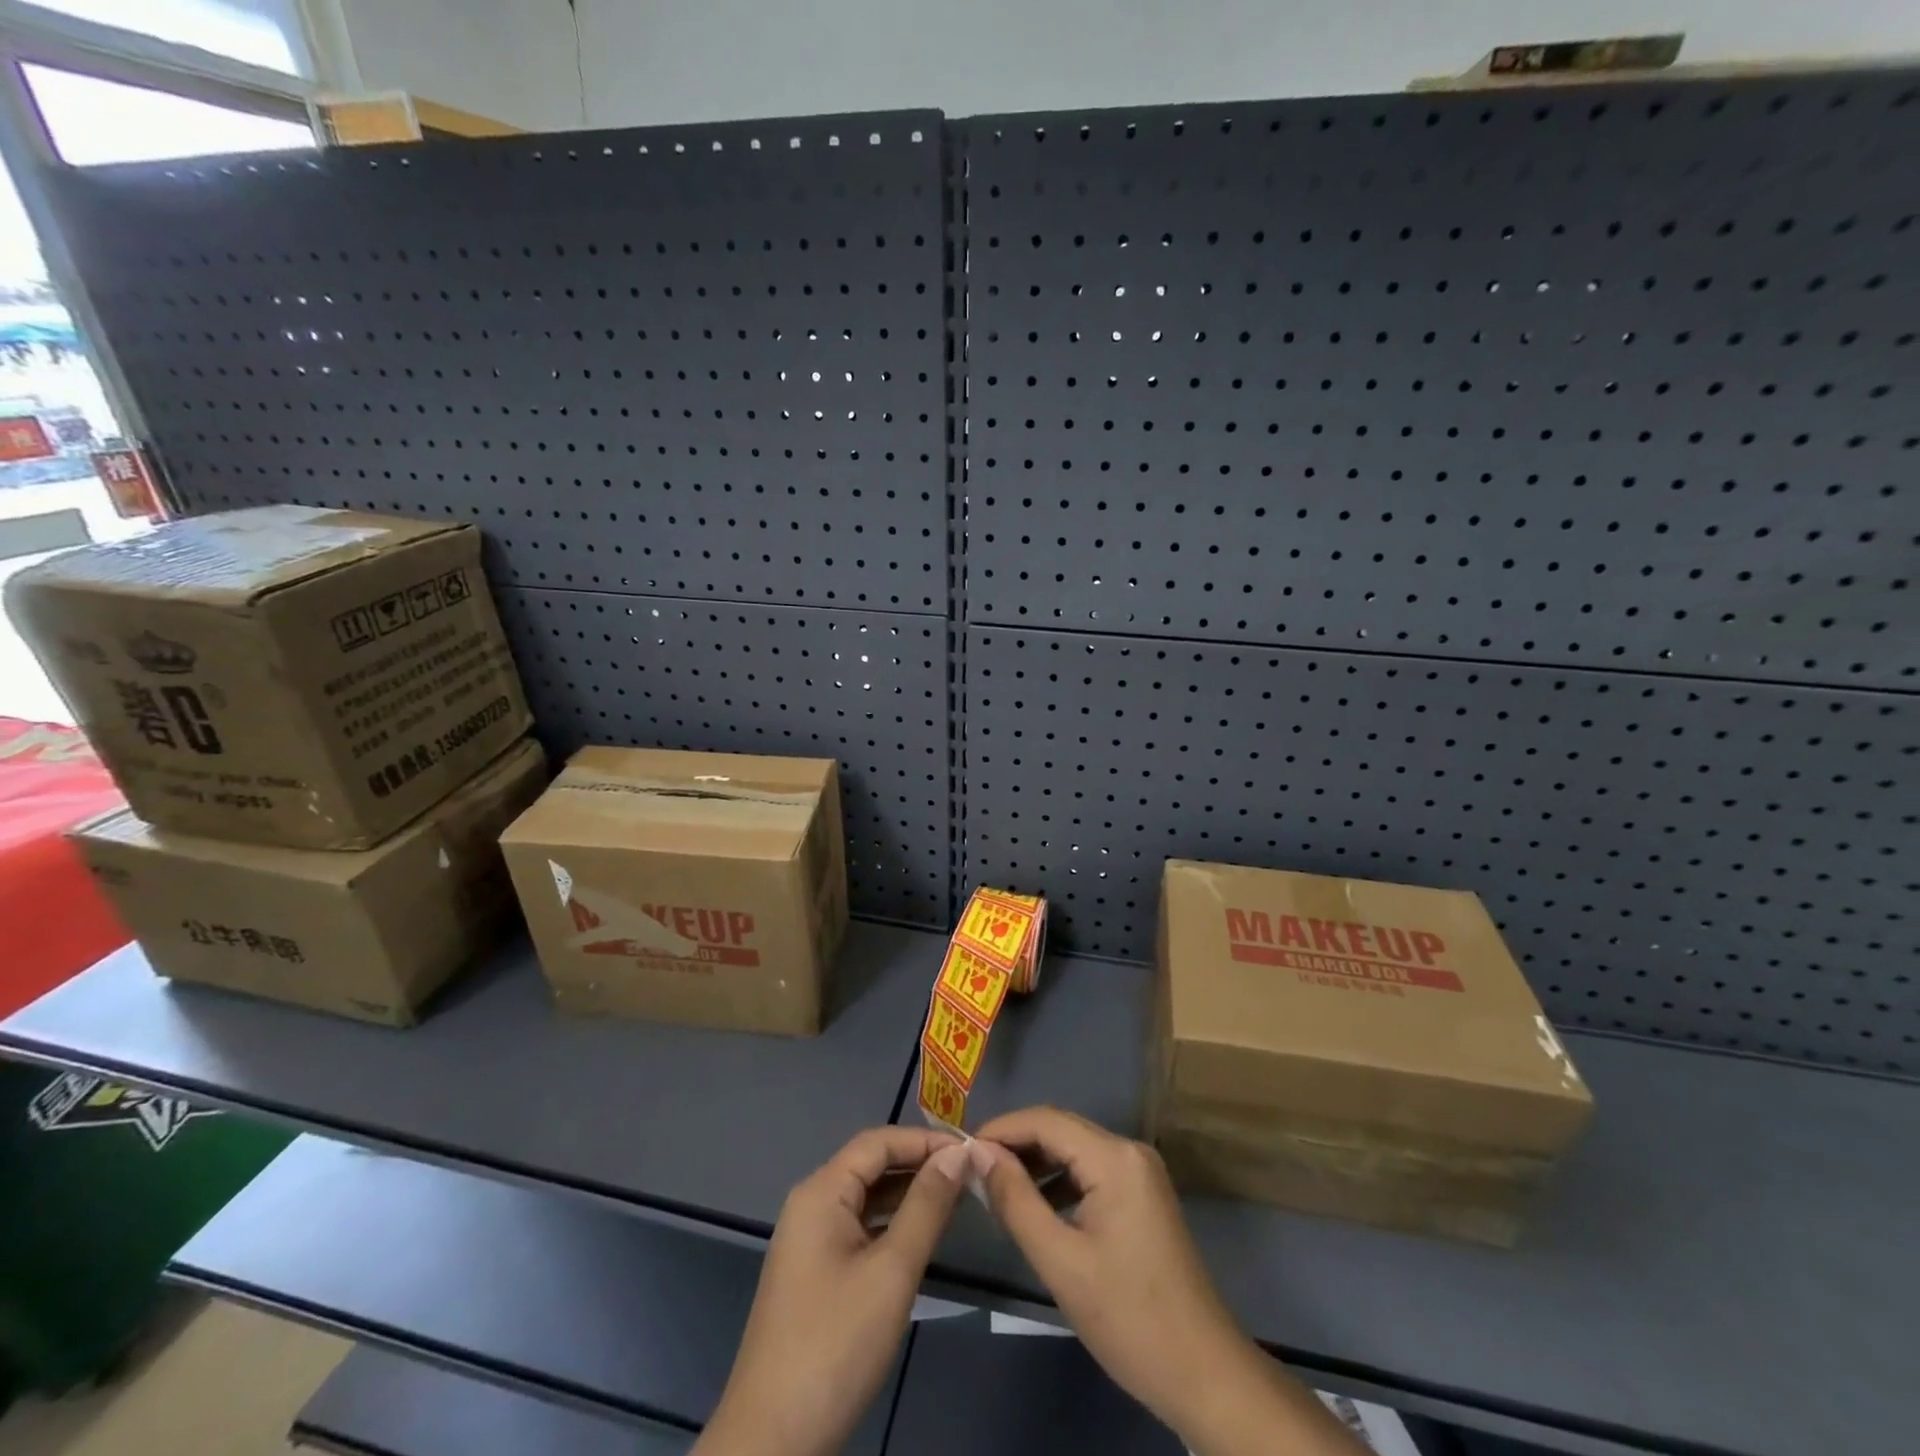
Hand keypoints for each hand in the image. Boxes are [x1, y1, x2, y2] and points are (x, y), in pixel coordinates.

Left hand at [697, 1127, 977, 1455]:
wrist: (772, 1441)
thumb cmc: (835, 1345)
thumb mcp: (892, 1271)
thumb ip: (926, 1206)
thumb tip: (957, 1155)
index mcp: (821, 1192)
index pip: (878, 1142)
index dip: (925, 1140)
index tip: (970, 1151)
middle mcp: (811, 1205)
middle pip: (871, 1166)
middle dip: (919, 1165)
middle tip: (970, 1175)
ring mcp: (810, 1241)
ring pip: (867, 1198)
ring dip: (909, 1195)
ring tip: (957, 1199)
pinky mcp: (816, 1273)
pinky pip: (860, 1228)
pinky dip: (892, 1225)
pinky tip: (922, 1237)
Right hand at [971, 1106, 1248, 1433]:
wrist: (1205, 1374)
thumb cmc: (1129, 1319)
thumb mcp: (1061, 1262)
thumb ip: (1015, 1201)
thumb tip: (978, 1154)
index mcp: (1114, 1157)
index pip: (1045, 1120)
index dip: (1001, 1128)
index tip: (961, 1149)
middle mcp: (1129, 1151)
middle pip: (1061, 1129)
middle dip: (1015, 1144)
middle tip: (972, 1167)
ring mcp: (1140, 1172)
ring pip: (1075, 1149)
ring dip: (1036, 1162)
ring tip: (995, 1187)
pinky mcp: (1143, 1195)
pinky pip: (1091, 1171)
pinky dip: (1060, 1181)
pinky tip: (1035, 1207)